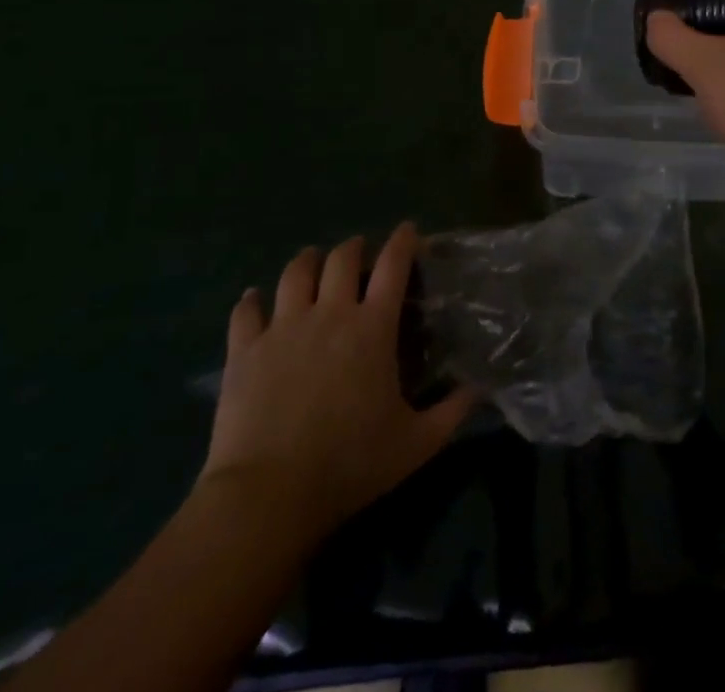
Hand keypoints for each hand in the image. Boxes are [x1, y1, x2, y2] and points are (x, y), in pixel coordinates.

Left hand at [202, 224, 476, 544]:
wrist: (269, 495)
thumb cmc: (349, 464)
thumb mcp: (416, 444)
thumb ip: (451, 412)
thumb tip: (479, 389)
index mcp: (373, 327)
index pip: (393, 266)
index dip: (403, 242)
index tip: (408, 230)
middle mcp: (330, 313)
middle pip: (342, 259)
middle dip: (353, 248)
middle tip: (358, 252)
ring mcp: (284, 327)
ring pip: (295, 273)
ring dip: (307, 260)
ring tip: (311, 260)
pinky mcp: (245, 350)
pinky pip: (246, 310)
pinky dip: (251, 300)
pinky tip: (253, 299)